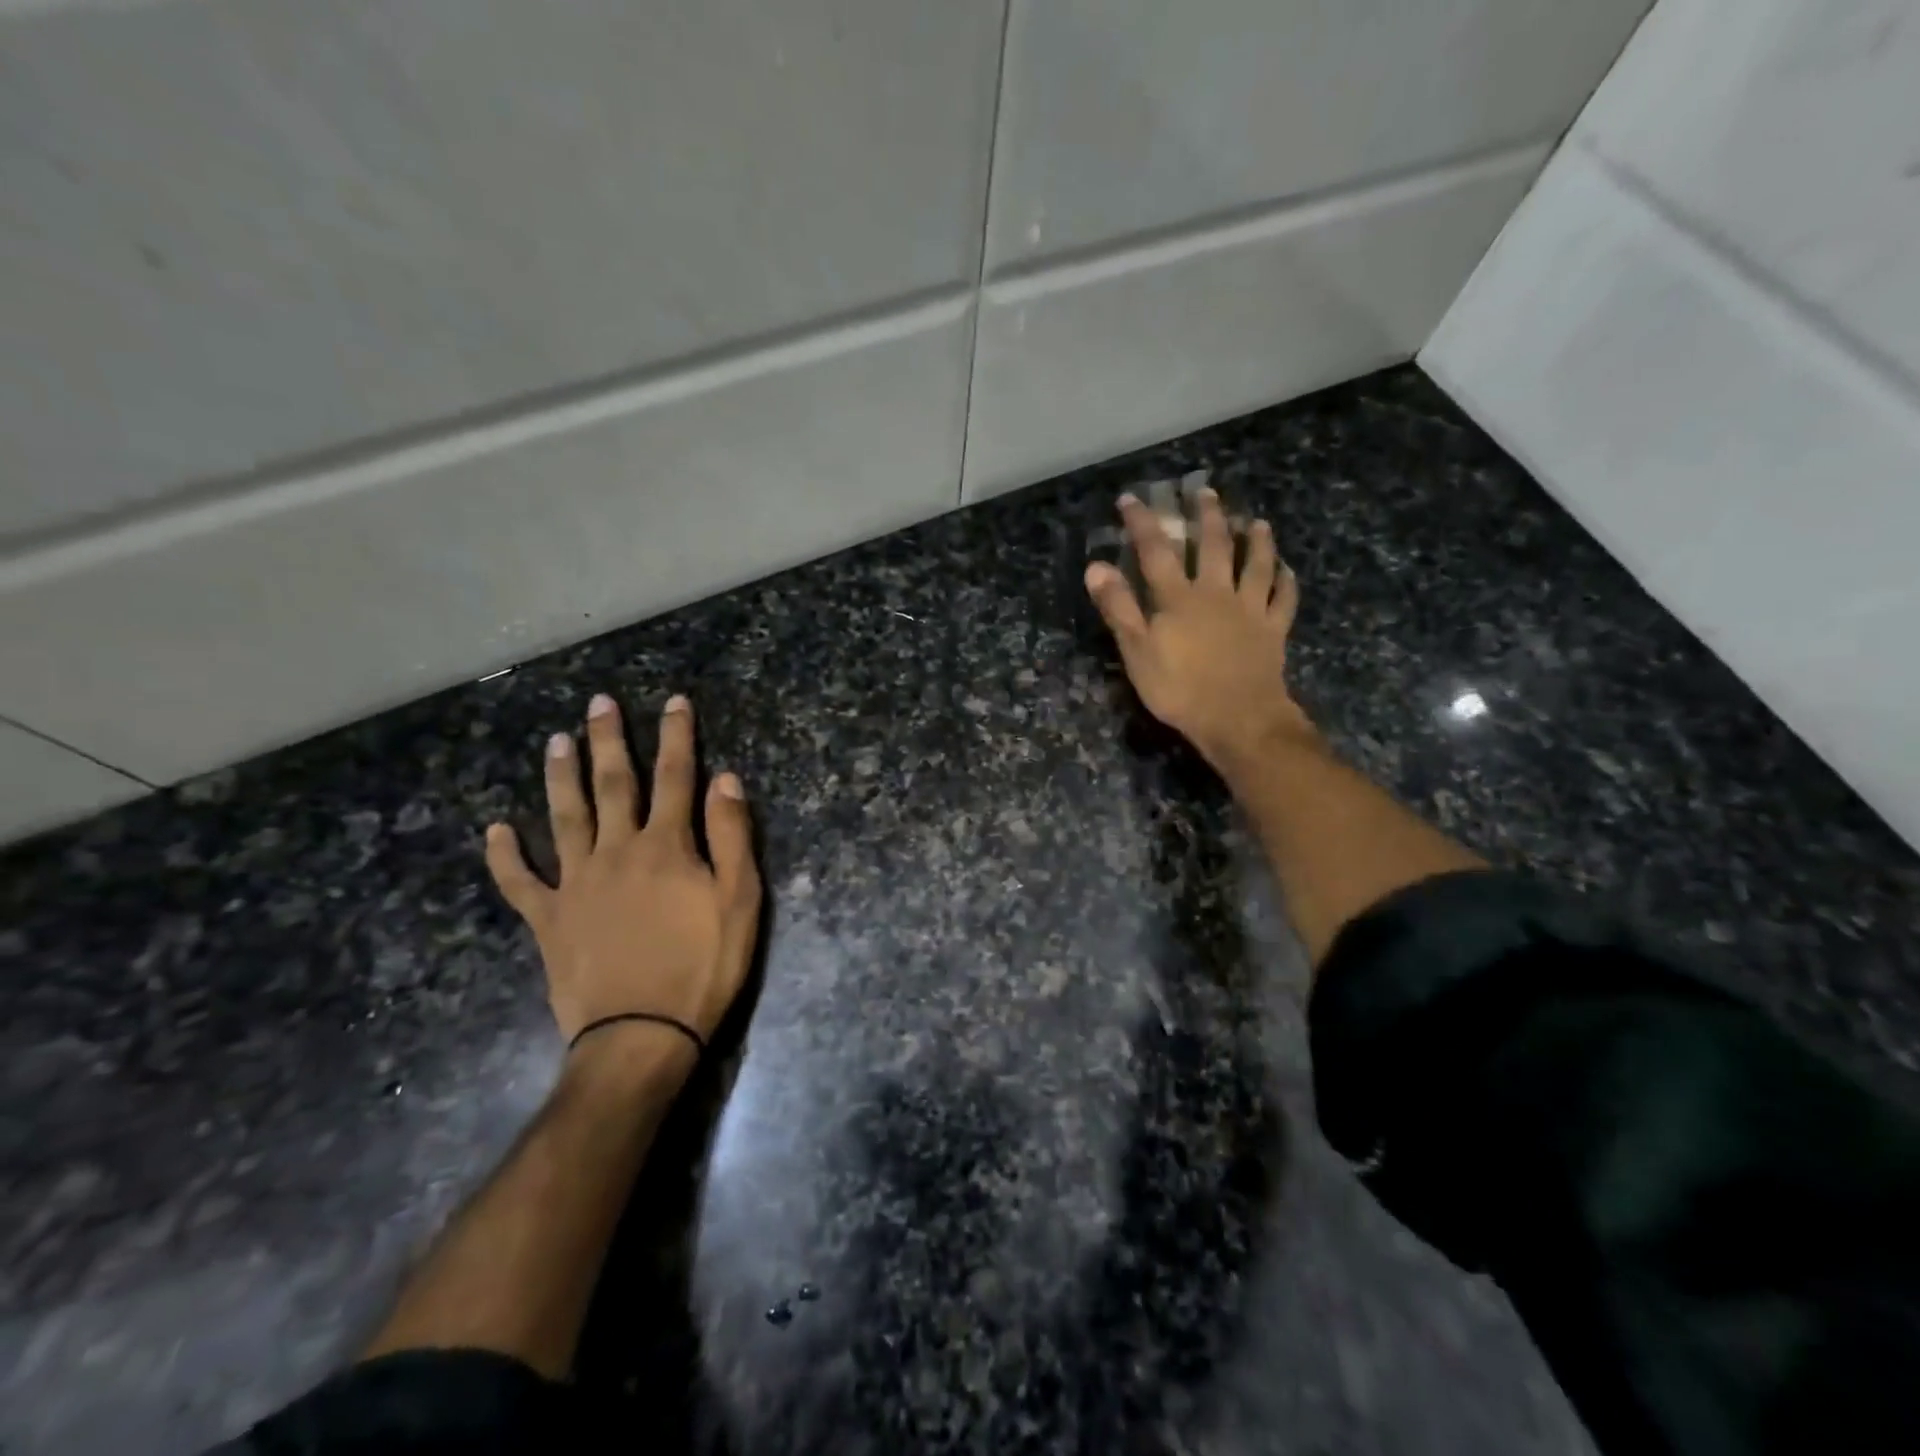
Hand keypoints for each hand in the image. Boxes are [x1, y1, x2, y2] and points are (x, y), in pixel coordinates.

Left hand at [484, 694, 761, 1052]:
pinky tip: (495, 831)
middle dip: (609, 741)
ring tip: (556, 741)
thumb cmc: (703, 967)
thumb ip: (732, 836)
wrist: (641, 1036)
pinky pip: (520, 882)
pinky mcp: (549, 919)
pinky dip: (505, 856)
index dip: (676, 736)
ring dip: (560, 777)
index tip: (673, 701)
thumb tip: (725, 778)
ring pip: (564, 818)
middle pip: (612, 785)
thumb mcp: (739, 901)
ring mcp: (576, 884)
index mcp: (666, 846)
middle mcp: (616, 851)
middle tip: (598, 703)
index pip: (675, 776)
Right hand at [1084, 488, 1313, 771]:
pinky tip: (1287, 570)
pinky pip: (1283, 599)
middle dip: (1207, 516)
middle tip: (1205, 491)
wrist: (1237, 718)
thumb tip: (1095, 566)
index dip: (1142, 522)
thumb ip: (1118, 607)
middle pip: (1214, 546)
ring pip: (1256, 564)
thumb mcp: (1136, 651)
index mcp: (1178, 598)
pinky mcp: (1273, 630)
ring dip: (1256, 540)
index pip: (1155, 551)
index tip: (1131, 498)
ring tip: (1257, 522)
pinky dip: (1286, 581)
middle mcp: (1216, 593)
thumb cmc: (1179, 688)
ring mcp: (1250, 610)